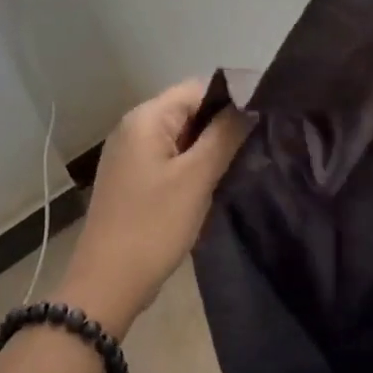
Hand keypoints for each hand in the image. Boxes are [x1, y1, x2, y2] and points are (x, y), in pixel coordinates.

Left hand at [60, 79, 248, 335]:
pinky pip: (173, 159)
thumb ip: (226, 134)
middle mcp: (134, 128)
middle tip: (259, 145)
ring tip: (243, 164)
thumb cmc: (154, 225)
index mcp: (146, 118)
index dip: (233, 100)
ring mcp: (132, 155)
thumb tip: (251, 104)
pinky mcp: (134, 180)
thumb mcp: (197, 177)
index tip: (265, 120)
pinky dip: (195, 166)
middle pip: (191, 111)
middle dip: (224, 126)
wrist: (108, 284)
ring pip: (184, 137)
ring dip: (212, 149)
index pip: (199, 88)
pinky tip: (215, 184)